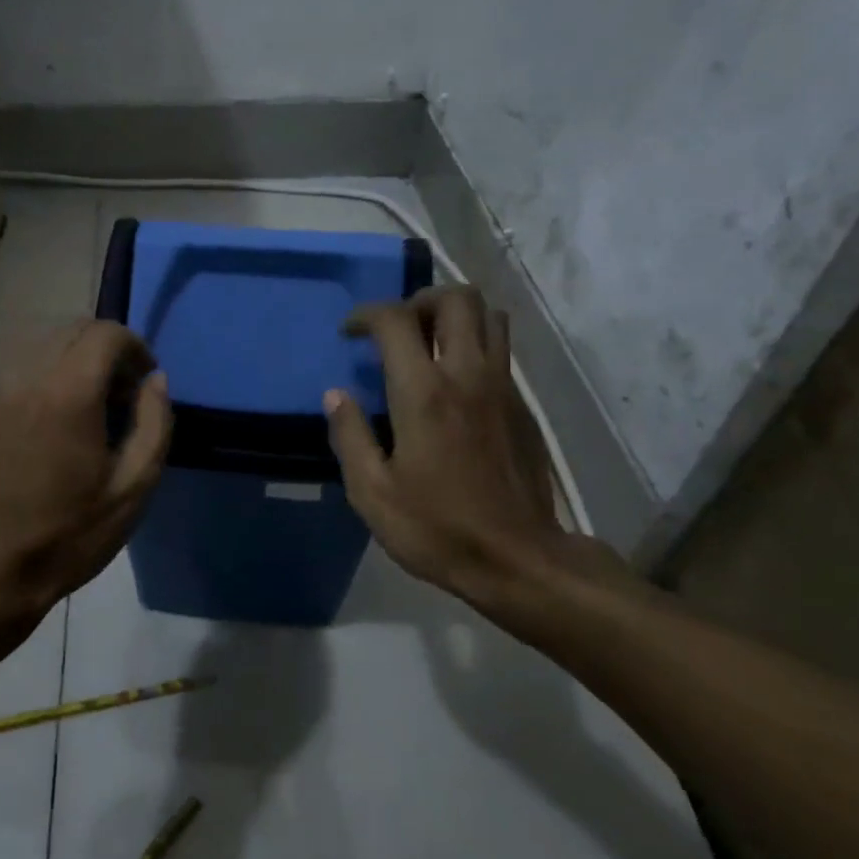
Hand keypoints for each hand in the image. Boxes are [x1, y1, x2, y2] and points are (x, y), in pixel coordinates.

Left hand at [0, 320, 171, 618]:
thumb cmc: (70, 534)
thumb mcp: (133, 487)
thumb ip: (154, 423)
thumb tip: (155, 381)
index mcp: (68, 394)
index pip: (106, 334)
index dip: (136, 348)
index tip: (146, 382)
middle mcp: (27, 377)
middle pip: (74, 329)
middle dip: (108, 350)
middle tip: (124, 395)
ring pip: (45, 343)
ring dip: (77, 359)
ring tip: (91, 407)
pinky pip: (21, 366)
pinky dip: (48, 372)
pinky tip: (57, 419)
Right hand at [324, 286, 583, 606]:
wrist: (518, 559)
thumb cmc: (437, 529)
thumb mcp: (372, 493)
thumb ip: (350, 436)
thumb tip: (335, 395)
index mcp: (424, 393)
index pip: (396, 321)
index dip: (367, 315)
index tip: (350, 333)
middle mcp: (468, 375)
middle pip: (456, 299)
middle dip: (420, 300)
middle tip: (397, 329)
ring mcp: (503, 388)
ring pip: (490, 316)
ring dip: (455, 316)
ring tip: (429, 344)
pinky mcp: (522, 407)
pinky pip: (502, 351)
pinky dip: (476, 344)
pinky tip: (455, 382)